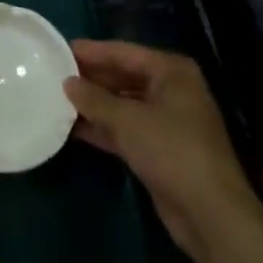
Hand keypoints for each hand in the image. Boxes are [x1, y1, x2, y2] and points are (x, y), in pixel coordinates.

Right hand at [64, 40, 254, 255]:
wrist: (209, 213)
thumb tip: (67, 82)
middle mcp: (171, 90)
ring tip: (56, 98)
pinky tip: (72, 128)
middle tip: (53, 74)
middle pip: (123, 76)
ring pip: (123, 104)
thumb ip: (94, 98)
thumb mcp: (127, 119)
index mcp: (171, 72)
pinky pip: (125, 129)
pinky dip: (102, 128)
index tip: (58, 49)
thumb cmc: (171, 150)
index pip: (123, 52)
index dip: (91, 51)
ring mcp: (167, 121)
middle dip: (91, 78)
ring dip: (94, 104)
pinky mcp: (160, 149)